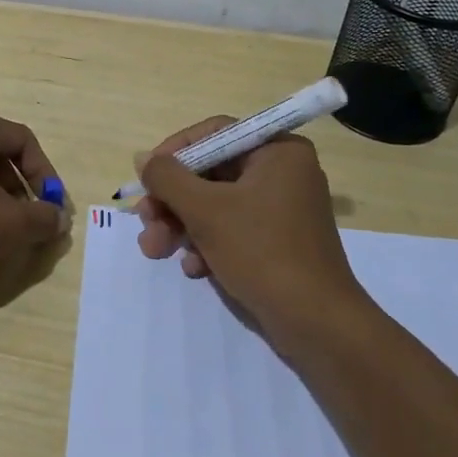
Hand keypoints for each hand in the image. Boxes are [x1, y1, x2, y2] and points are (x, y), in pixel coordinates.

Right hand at [137, 117, 364, 350]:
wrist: (315, 323)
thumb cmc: (261, 251)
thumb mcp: (205, 210)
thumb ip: (167, 178)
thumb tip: (142, 157)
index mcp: (277, 151)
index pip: (214, 133)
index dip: (174, 153)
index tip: (146, 177)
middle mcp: (283, 172)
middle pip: (210, 172)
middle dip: (172, 201)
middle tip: (145, 222)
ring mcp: (281, 209)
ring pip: (216, 204)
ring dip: (181, 226)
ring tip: (156, 251)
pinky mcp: (277, 241)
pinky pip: (232, 229)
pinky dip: (207, 244)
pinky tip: (194, 268)